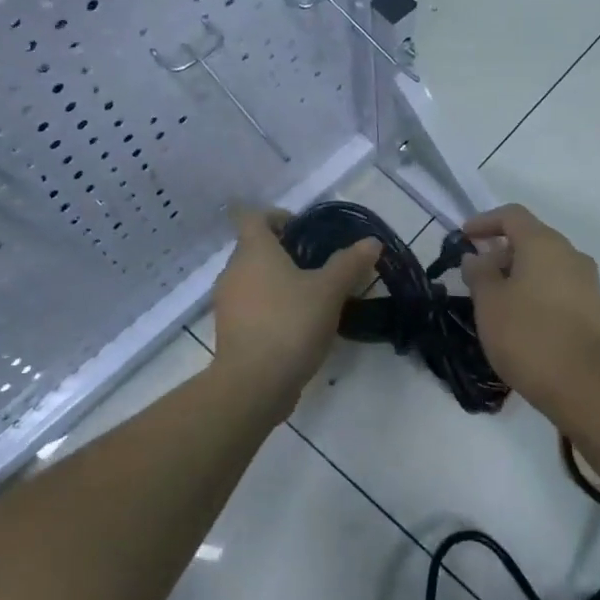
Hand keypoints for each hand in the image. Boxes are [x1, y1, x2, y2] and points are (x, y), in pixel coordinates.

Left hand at [211, 205, 379, 407]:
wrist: (254, 383)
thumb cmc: (290, 324)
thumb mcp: (329, 291)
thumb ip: (350, 263)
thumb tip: (371, 242)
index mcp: (254, 250)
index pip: (253, 216)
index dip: (277, 216)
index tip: (303, 230)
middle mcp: (233, 270)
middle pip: (254, 248)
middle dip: (284, 252)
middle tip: (318, 266)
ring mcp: (227, 302)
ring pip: (253, 279)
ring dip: (278, 282)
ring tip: (312, 297)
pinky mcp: (229, 330)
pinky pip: (251, 306)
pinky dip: (270, 307)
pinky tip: (297, 325)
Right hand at [460, 204, 599, 412]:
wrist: (583, 384)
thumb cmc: (527, 335)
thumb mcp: (488, 302)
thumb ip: (478, 272)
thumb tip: (477, 257)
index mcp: (544, 243)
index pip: (512, 215)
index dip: (484, 221)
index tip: (463, 237)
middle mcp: (570, 253)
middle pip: (530, 239)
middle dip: (500, 252)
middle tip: (475, 277)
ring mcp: (587, 281)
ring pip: (545, 264)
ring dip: (518, 274)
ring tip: (495, 301)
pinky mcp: (594, 308)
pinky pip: (558, 286)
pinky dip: (535, 291)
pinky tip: (520, 318)